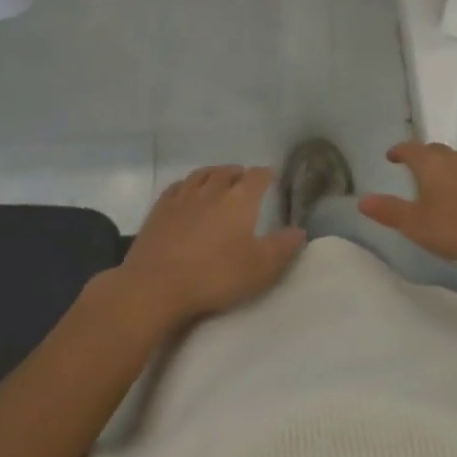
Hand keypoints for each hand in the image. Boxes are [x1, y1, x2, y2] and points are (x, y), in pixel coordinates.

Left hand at [113, 165, 304, 330]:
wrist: (155, 286)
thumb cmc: (214, 276)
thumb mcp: (259, 268)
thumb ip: (282, 247)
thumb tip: (300, 230)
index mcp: (240, 199)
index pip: (258, 176)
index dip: (266, 175)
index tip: (271, 178)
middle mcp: (213, 189)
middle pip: (229, 171)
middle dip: (239, 173)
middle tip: (245, 181)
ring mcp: (184, 197)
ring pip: (202, 174)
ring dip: (214, 174)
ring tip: (218, 180)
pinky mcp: (160, 209)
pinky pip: (178, 186)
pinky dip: (187, 185)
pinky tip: (187, 193)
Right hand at [358, 141, 456, 268]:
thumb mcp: (417, 224)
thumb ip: (390, 211)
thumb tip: (361, 200)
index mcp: (432, 163)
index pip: (410, 148)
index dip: (399, 151)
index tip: (391, 155)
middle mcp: (455, 158)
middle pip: (434, 150)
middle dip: (421, 156)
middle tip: (413, 167)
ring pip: (455, 160)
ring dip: (443, 167)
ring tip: (437, 183)